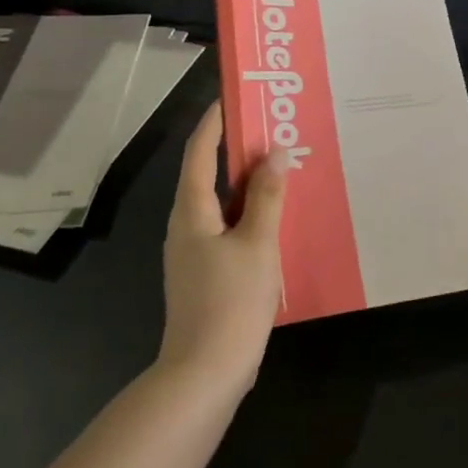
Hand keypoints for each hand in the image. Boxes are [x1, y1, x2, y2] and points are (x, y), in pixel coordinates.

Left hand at [161, 104, 288, 388]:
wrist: (204, 372)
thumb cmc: (231, 301)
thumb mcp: (258, 244)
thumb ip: (268, 197)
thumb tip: (276, 153)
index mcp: (192, 212)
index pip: (200, 153)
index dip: (214, 122)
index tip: (234, 96)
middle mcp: (186, 226)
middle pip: (209, 176)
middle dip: (237, 151)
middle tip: (273, 130)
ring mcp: (194, 252)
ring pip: (221, 204)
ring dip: (248, 184)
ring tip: (281, 168)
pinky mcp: (207, 273)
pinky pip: (229, 228)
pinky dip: (250, 214)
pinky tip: (276, 219)